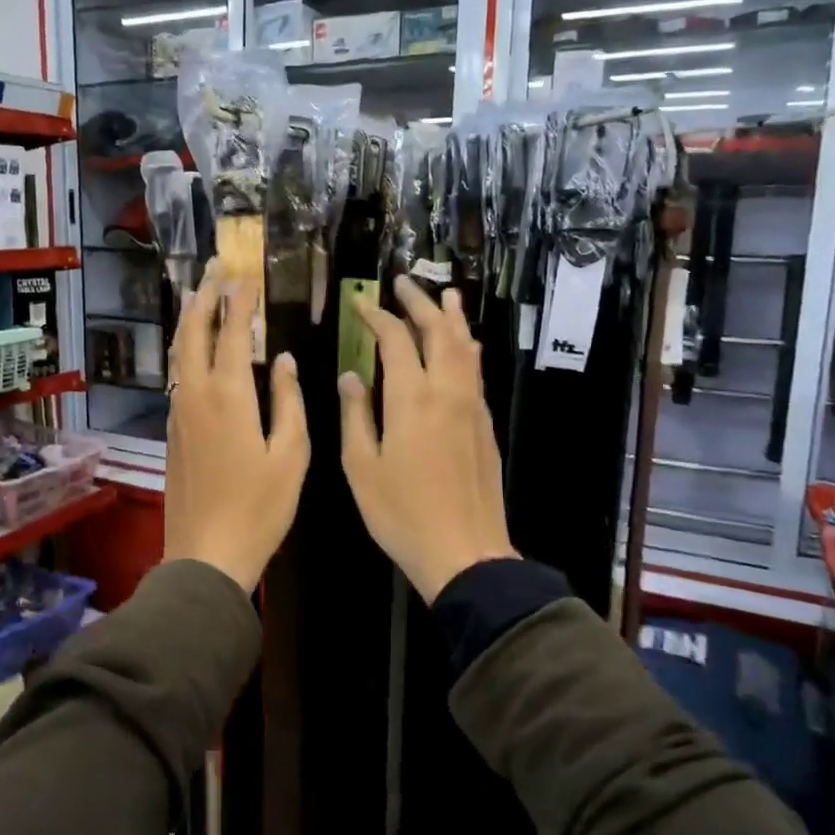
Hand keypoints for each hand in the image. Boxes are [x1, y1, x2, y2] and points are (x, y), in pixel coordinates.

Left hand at [163, 259, 309, 591]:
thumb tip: (283, 361)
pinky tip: (197, 350)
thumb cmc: (260, 507)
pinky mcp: (172, 431)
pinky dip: (186, 351)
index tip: (245, 277)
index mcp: (229, 396)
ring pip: (178, 353)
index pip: (231, 333)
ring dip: (190, 321)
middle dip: (203, 297)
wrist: (206, 553)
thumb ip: (288, 401)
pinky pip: (178, 376)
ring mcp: (178, 413)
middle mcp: (195, 395)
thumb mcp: (291, 455)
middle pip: (192, 333)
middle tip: (212, 269)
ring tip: (200, 297)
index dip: (239, 302)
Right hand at [339, 276, 517, 602]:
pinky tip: (464, 347)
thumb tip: (350, 376)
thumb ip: (356, 415)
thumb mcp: (361, 466)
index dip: (378, 317)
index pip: (396, 340)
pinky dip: (466, 348)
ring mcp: (471, 406)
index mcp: (411, 398)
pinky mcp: (485, 424)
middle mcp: (446, 391)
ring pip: (465, 348)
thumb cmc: (401, 513)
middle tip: (405, 283)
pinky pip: (475, 371)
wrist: (465, 552)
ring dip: (453, 318)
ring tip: (446, 295)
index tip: (362, 305)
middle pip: (438, 332)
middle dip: (420, 303)